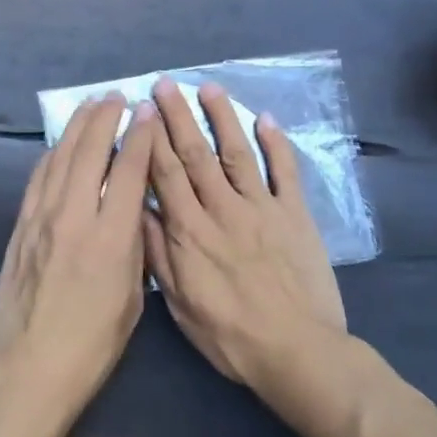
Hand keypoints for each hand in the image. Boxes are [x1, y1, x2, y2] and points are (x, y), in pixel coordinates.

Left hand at [0, 93, 155, 435]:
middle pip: (89, 152)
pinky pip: (38, 178)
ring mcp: (41, 219)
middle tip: (116, 97)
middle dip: (104, 118)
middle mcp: (74, 217)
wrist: (30, 368)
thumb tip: (135, 208)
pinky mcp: (20, 227)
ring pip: (60, 157)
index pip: (127, 170)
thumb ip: (134, 247)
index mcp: (111, 238)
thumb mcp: (132, 299)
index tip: (145, 111)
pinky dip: (52, 154)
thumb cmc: (93, 344)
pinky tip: (60, 145)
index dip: (139, 136)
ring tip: (89, 106)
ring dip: (76, 127)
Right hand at [143, 79, 346, 389]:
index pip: (165, 173)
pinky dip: (277, 143)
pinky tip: (266, 118)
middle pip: (196, 153)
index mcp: (191, 231)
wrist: (298, 353)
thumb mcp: (180, 303)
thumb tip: (138, 208)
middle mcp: (223, 208)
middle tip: (165, 83)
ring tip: (208, 87)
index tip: (140, 109)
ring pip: (237, 152)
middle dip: (178, 116)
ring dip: (222, 117)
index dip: (152, 138)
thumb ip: (159, 253)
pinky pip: (286, 172)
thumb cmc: (231, 336)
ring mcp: (263, 208)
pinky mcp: (295, 215)